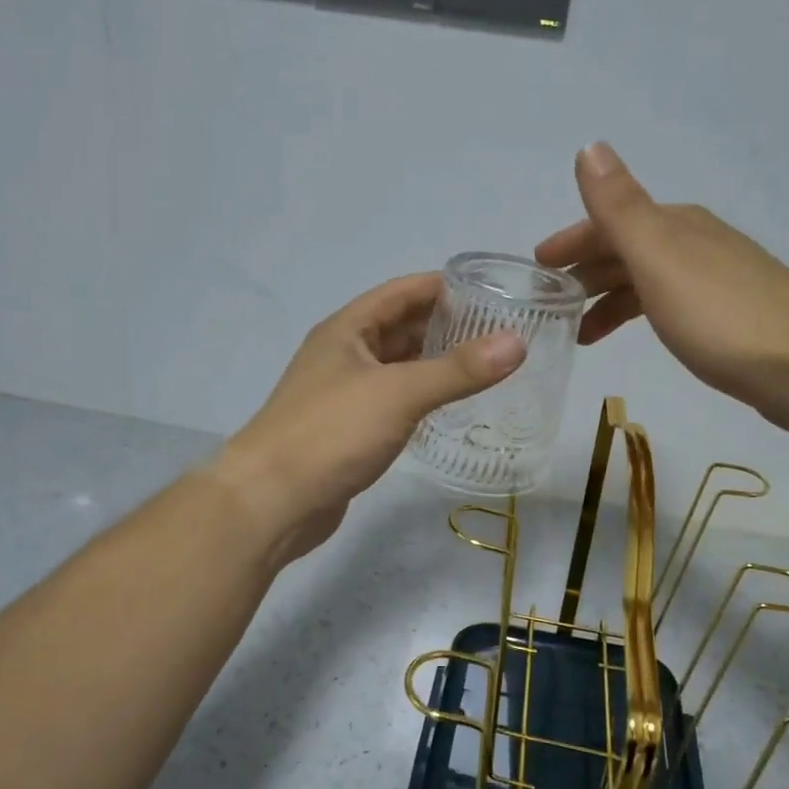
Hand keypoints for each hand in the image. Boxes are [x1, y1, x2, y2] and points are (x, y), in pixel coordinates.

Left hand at [214, 273, 524, 564]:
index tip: (490, 290)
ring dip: (434, 363)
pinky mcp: (347, 430)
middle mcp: (343, 355)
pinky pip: (392, 401)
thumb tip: (516, 342)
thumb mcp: (399, 393)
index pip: (401, 292)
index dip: (443, 286)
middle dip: (445, 325)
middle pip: (400, 328)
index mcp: (347, 330)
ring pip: (397, 367)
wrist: (271, 501)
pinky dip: (420, 397)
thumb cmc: (331, 433)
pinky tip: (449, 407)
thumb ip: (458, 369)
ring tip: (484, 366)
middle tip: (498, 332)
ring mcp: (343, 394)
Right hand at [534, 142, 788, 432]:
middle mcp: (695, 244)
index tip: (537, 266)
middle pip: (626, 250)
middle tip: (548, 305)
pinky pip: (665, 306)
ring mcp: (715, 281)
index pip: (609, 222)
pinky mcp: (728, 319)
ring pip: (645, 281)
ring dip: (608, 299)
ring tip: (578, 333)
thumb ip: (620, 208)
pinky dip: (638, 315)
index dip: (571, 241)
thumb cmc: (721, 314)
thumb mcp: (659, 257)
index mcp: (675, 226)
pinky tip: (635, 337)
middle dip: (584, 272)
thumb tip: (589, 146)